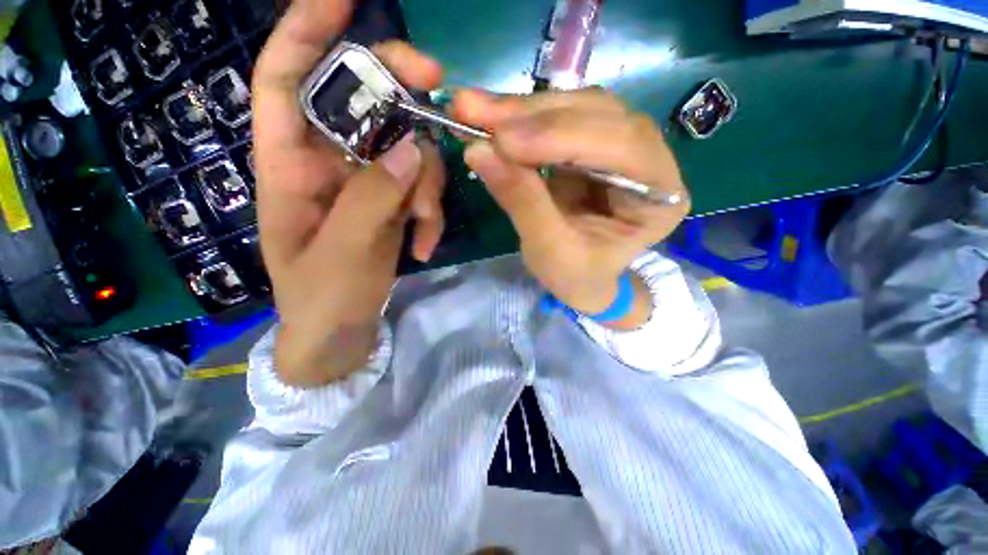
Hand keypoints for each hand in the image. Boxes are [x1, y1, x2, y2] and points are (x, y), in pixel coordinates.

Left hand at [253, 0, 444, 385]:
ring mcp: (367, 182)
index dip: (306, 31)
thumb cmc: (321, 300)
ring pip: (407, 149)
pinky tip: (425, 245)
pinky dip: (431, 213)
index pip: (286, 79)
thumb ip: (372, 198)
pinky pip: (421, 188)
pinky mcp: (393, 203)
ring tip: (424, 225)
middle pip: (365, 101)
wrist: (339, 333)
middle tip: (440, 88)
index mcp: (289, 164)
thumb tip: (413, 147)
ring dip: (427, 183)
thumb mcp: (341, 253)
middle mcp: (329, 161)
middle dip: (403, 92)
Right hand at [453, 88, 689, 316]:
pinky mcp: (593, 143)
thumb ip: (522, 202)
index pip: (618, 146)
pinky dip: (520, 119)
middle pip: (597, 115)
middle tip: (472, 111)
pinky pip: (559, 118)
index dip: (556, 138)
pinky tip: (491, 119)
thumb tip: (478, 151)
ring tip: (473, 112)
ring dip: (520, 110)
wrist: (582, 279)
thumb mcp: (549, 251)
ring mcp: (622, 145)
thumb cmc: (576, 275)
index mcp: (660, 196)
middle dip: (530, 116)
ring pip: (575, 107)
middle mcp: (651, 158)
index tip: (499, 140)